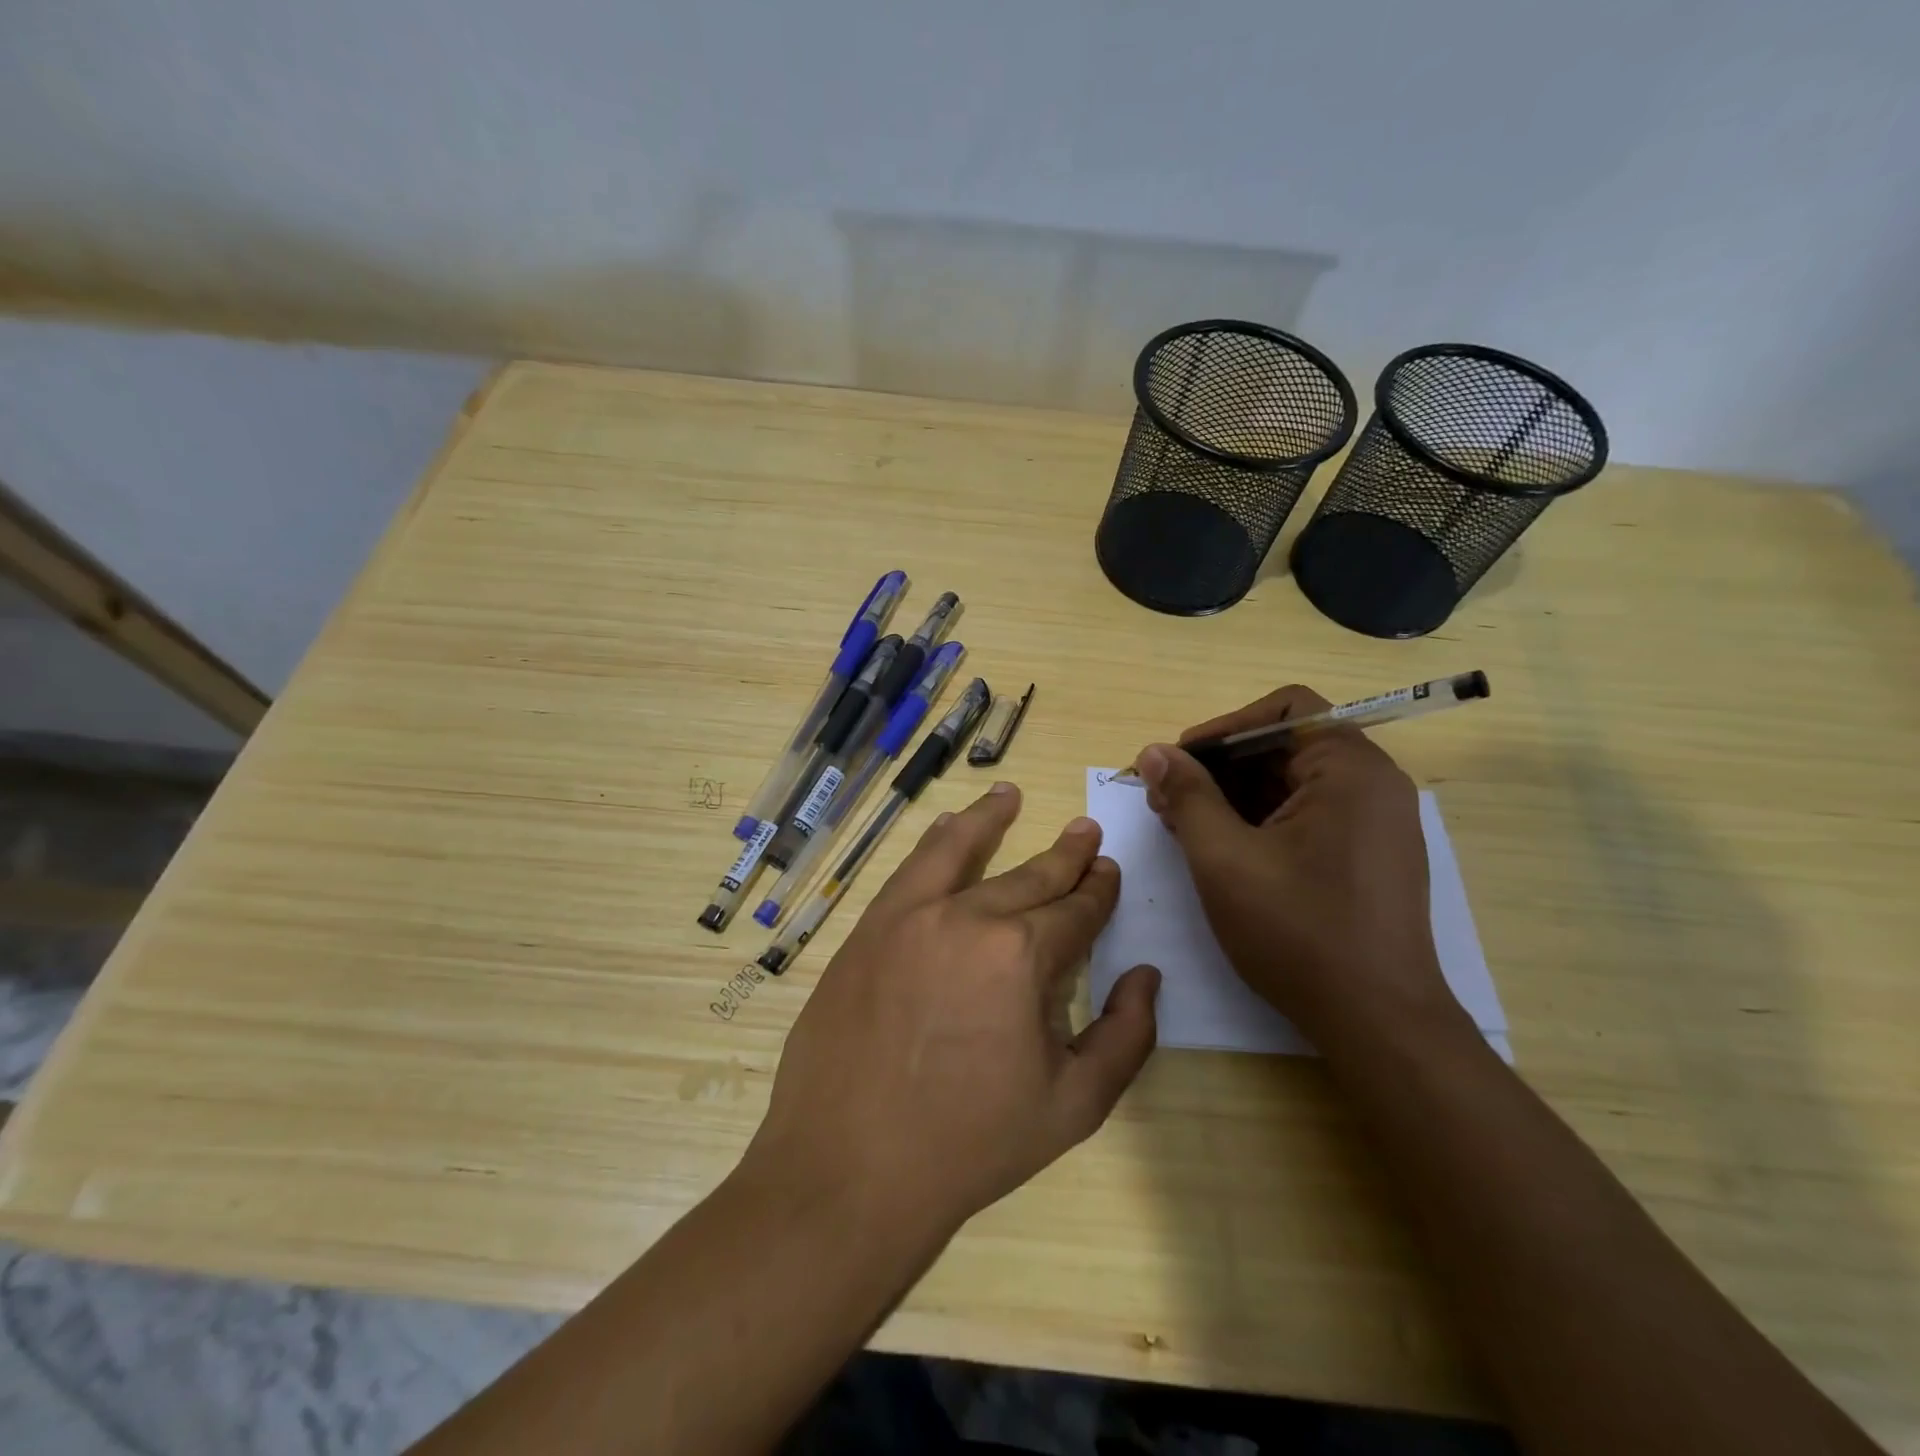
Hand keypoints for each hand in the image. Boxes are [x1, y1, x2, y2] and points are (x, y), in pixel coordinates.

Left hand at [742, 782, 1160, 1247]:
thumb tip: (1147, 977)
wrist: (849, 1170)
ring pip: (960, 850)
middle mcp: (967, 917)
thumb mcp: (1073, 1106)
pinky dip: (934, 842)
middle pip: (1029, 877)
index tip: (1109, 871)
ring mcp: (909, 917)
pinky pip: (909, 870)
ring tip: (1010, 795)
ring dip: (991, 819)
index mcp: (1021, 956)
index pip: (1075, 910)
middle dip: (1065, 855)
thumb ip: (1125, 1036)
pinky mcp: (868, 929)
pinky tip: (946, 826)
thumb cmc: (970, 1145)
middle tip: (1085, 831)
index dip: (1098, 891)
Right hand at [1134, 686, 1461, 1050]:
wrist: (1377, 1022)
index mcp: (1348, 768)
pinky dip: (1259, 820)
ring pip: (1291, 783)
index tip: (1179, 762)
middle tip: (1166, 799)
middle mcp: (1371, 783)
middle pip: (1284, 745)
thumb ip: (1187, 795)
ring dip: (1232, 795)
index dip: (1223, 728)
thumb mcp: (1224, 858)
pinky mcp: (1367, 855)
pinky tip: (1219, 848)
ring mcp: (1374, 822)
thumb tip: (1155, 752)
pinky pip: (1306, 814)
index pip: (1283, 709)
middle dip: (1219, 767)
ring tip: (1182, 825)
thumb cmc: (1297, 931)